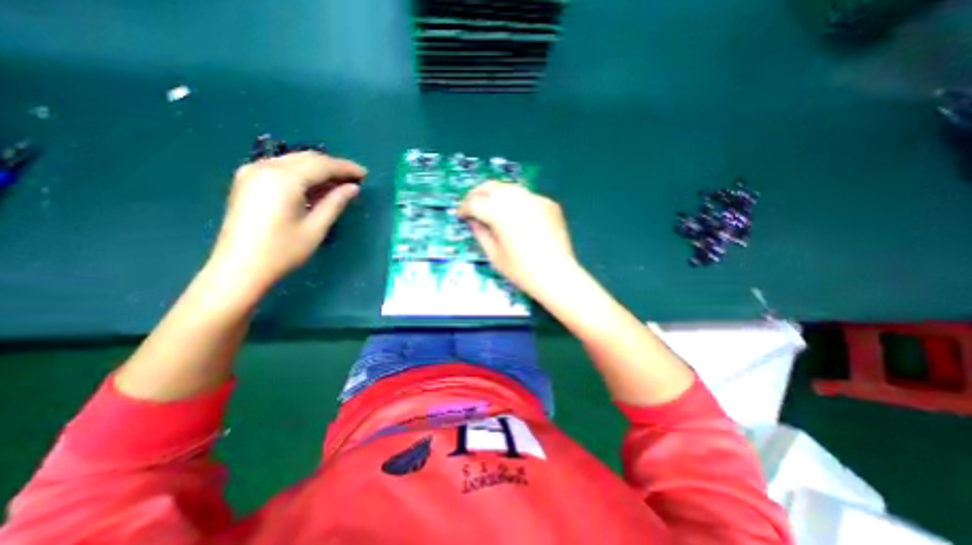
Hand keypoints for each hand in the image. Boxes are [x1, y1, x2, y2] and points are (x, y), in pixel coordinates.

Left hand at [211, 151, 366, 292]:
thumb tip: (353, 188)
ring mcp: (252, 172)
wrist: (239, 267)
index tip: (365, 174)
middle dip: (333, 166)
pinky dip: (303, 174)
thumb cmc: (282, 251)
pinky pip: (282, 168)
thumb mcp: (316, 228)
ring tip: (340, 183)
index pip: (321, 165)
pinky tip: (316, 187)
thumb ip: (335, 203)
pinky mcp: (248, 181)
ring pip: (294, 161)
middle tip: (355, 178)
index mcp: (283, 179)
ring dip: (319, 170)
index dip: (345, 168)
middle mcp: (265, 168)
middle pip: (307, 158)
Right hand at [456, 181, 573, 296]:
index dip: (464, 208)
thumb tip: (473, 220)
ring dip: (495, 195)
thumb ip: (480, 233)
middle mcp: (518, 199)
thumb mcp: (494, 255)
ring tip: (491, 208)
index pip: (475, 202)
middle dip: (477, 194)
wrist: (557, 275)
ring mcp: (535, 199)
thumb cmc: (522, 271)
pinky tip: (515, 215)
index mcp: (501, 213)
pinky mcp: (548, 203)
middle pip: (491, 187)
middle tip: (472, 206)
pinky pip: (526, 196)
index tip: (461, 215)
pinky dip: (515, 201)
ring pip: (509, 188)